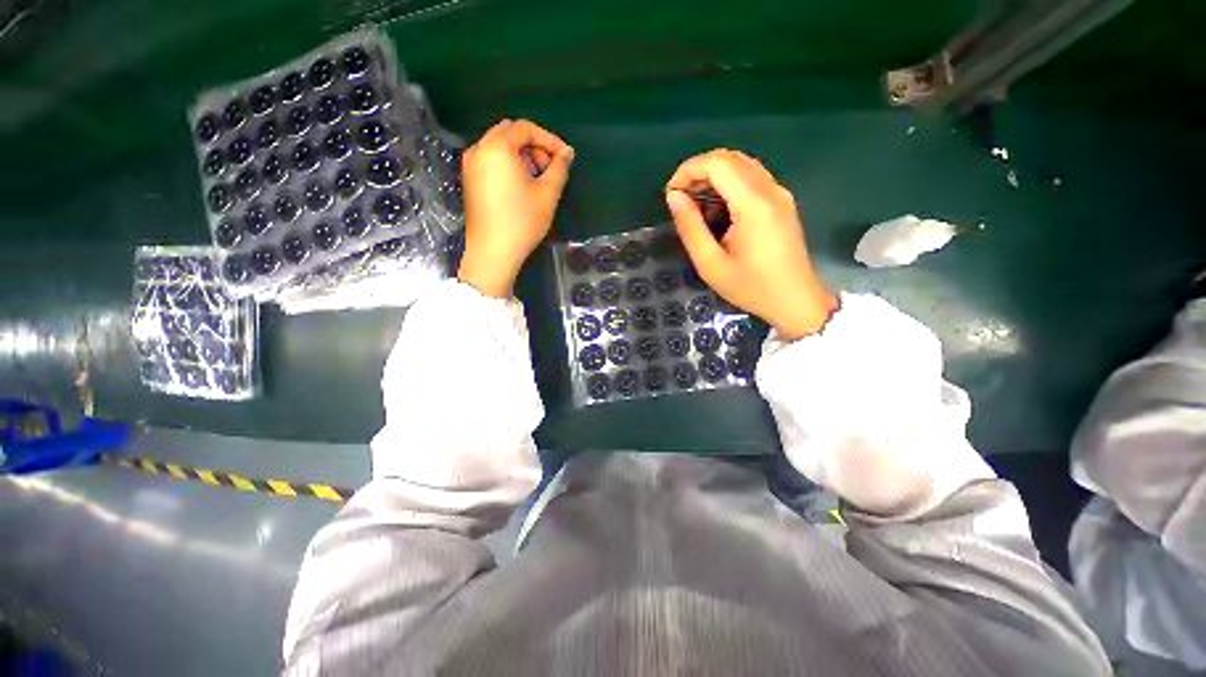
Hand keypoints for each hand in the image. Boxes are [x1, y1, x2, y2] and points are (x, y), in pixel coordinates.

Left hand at [457, 119, 574, 297]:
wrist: (493, 251)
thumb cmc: (522, 221)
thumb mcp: (547, 194)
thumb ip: (559, 168)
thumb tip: (567, 153)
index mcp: (497, 147)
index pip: (525, 128)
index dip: (549, 139)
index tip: (565, 157)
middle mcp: (479, 148)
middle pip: (510, 133)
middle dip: (534, 146)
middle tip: (550, 168)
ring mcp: (471, 164)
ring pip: (500, 146)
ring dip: (522, 156)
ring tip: (538, 179)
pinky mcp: (470, 179)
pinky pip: (491, 160)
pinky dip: (508, 164)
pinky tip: (521, 185)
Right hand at [665, 149, 836, 339]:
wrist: (795, 300)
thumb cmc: (750, 287)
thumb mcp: (710, 264)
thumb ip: (690, 227)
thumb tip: (674, 197)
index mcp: (753, 204)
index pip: (717, 164)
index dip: (688, 170)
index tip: (671, 194)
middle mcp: (770, 189)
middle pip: (730, 158)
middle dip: (698, 171)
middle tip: (679, 198)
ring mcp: (780, 193)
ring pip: (741, 165)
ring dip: (713, 176)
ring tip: (694, 203)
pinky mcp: (782, 201)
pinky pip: (751, 178)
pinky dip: (728, 183)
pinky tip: (716, 208)